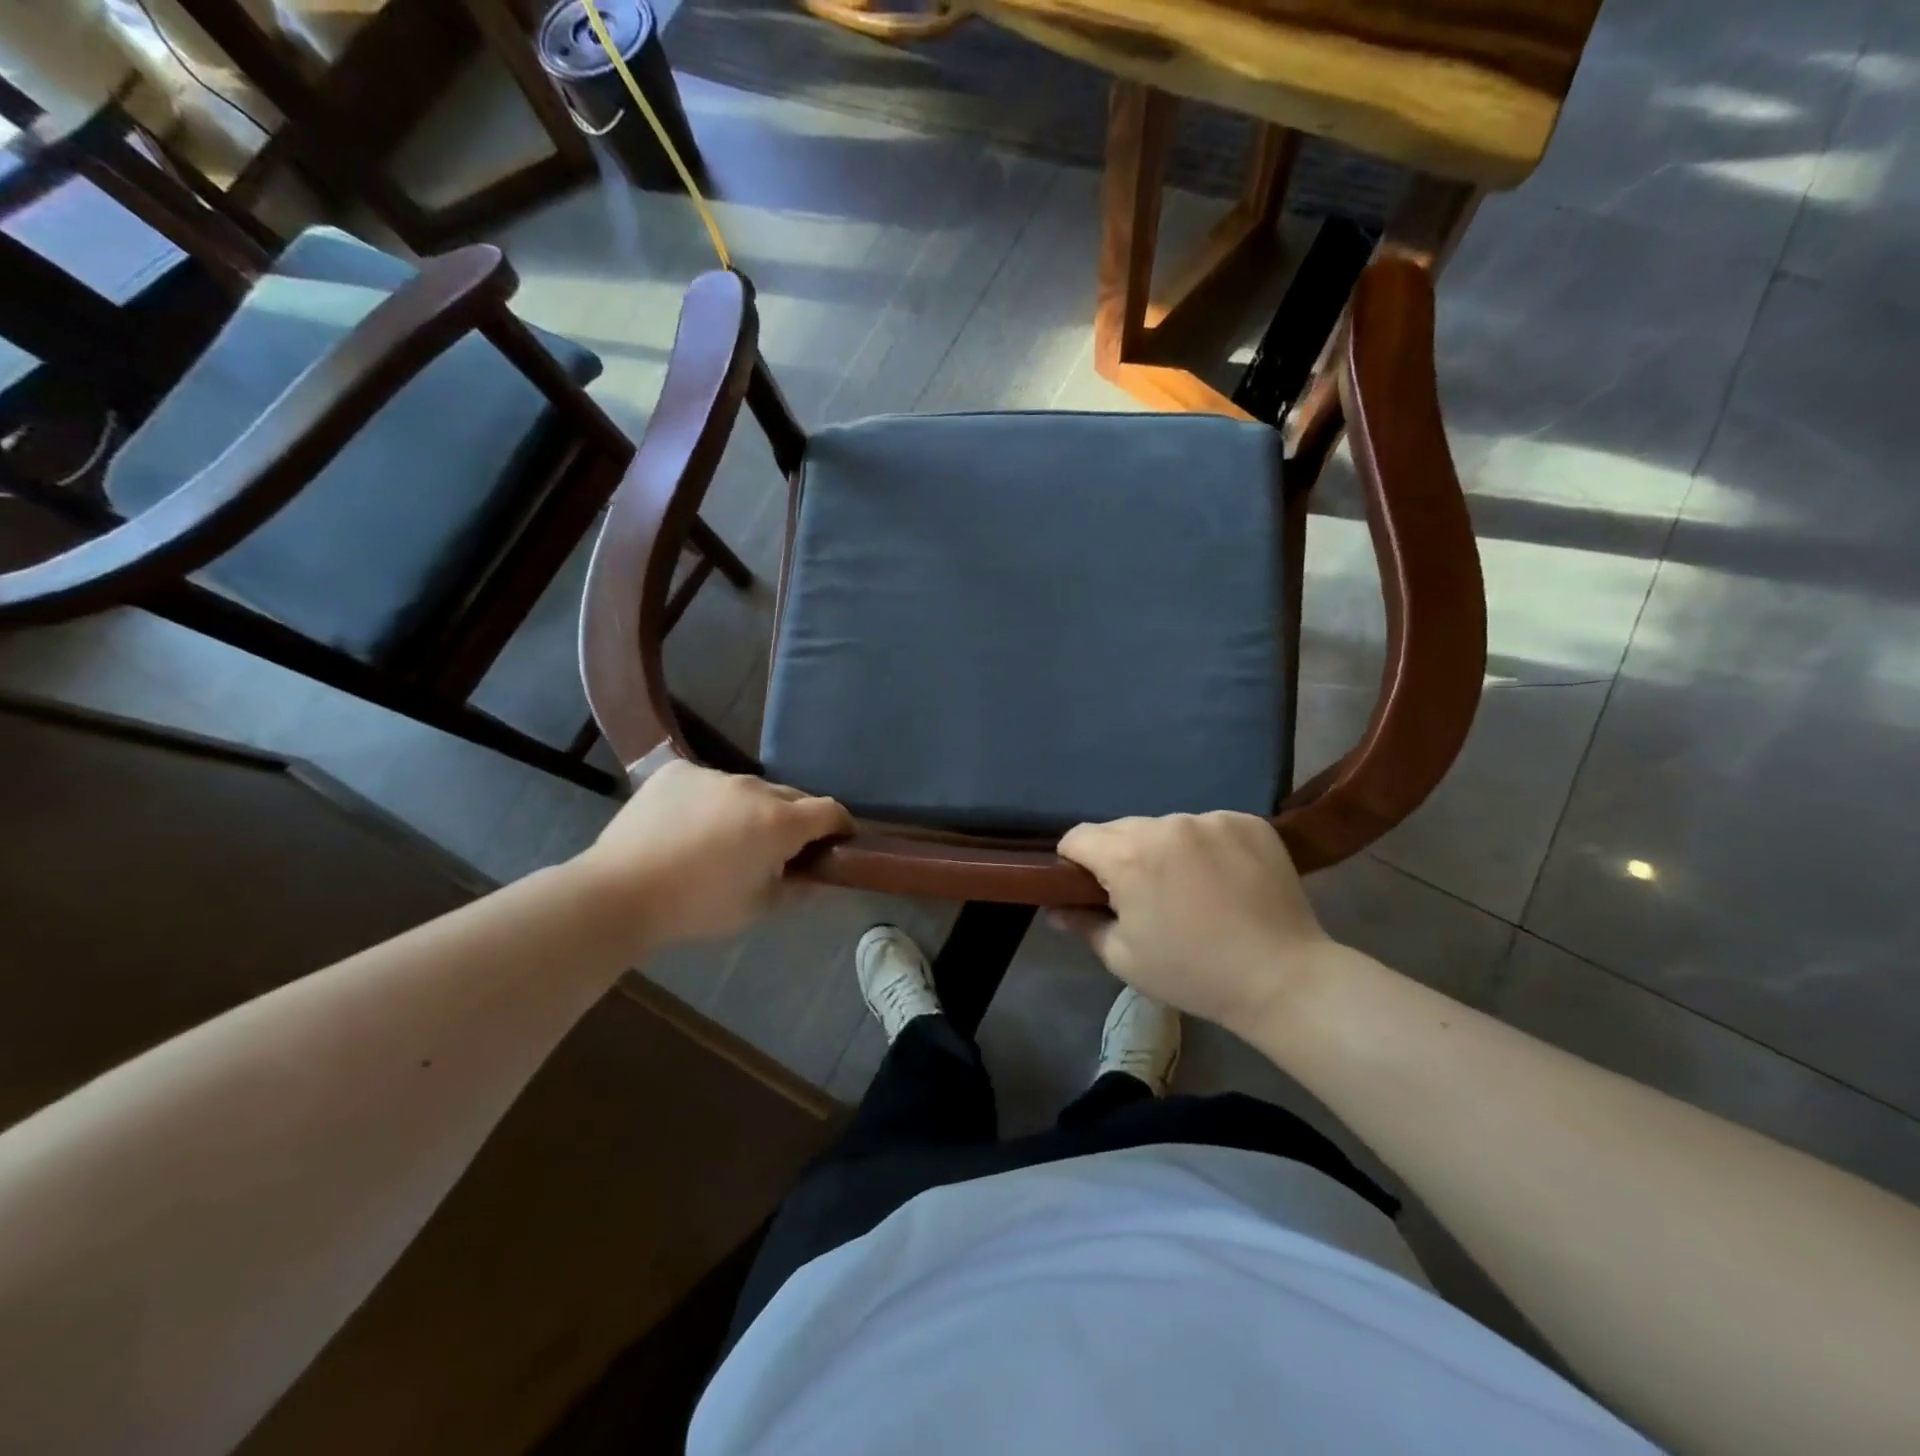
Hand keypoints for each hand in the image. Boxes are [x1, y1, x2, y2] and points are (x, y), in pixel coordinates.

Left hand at [573, 760, 850, 954]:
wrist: (619, 894)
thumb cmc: (698, 907)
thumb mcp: (759, 907)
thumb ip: (799, 888)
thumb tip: (822, 879)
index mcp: (779, 822)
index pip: (830, 810)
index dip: (841, 826)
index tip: (837, 842)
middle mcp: (753, 788)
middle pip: (791, 797)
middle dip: (795, 820)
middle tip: (778, 850)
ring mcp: (714, 774)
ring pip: (749, 790)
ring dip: (751, 809)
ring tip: (725, 839)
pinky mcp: (679, 771)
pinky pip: (710, 782)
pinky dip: (712, 800)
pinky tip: (690, 826)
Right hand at [1056, 813, 1335, 1034]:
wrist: (1283, 979)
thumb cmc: (1193, 973)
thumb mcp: (1124, 958)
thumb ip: (1083, 924)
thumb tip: (1057, 908)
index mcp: (1129, 856)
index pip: (1078, 837)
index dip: (1073, 861)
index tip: (1086, 886)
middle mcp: (1167, 825)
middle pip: (1122, 829)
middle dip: (1119, 856)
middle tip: (1140, 894)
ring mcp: (1212, 819)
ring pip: (1166, 827)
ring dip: (1164, 849)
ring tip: (1188, 888)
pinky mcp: (1248, 822)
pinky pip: (1208, 826)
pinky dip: (1205, 847)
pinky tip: (1223, 879)